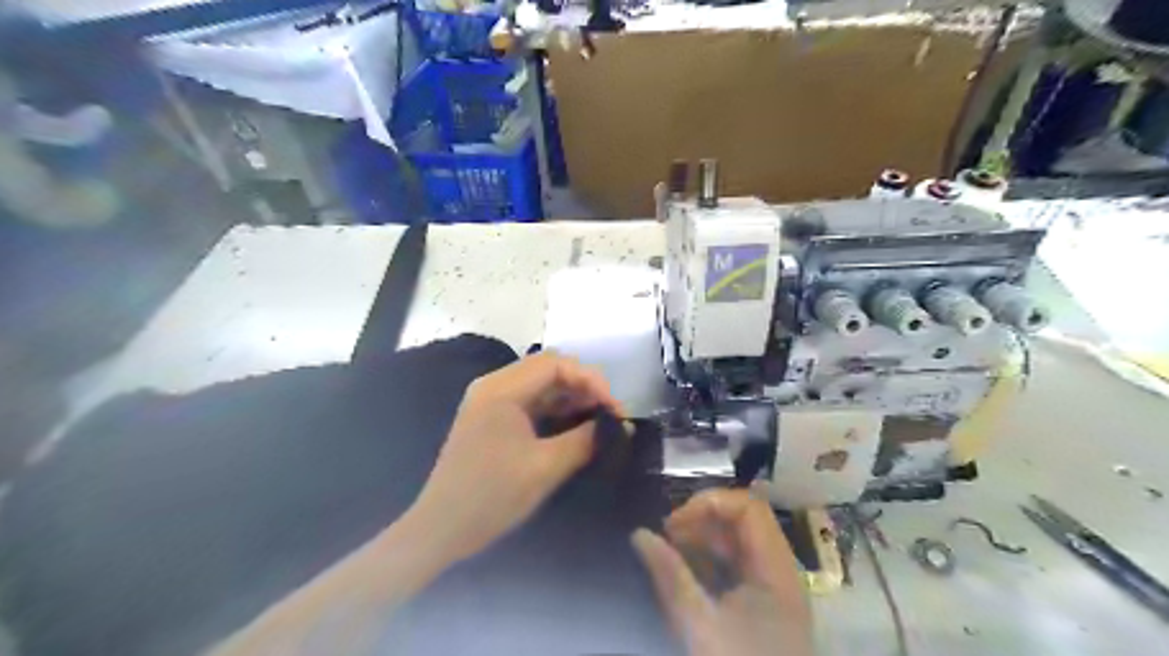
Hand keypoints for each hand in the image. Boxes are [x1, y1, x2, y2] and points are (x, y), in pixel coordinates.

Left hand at [404, 354, 619, 563]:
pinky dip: (556, 411)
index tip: (615, 408)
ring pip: (541, 386)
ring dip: (572, 398)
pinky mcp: (493, 419)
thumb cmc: (492, 495)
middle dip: (584, 387)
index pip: (555, 364)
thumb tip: (618, 426)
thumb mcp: (545, 467)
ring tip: (600, 420)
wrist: (441, 529)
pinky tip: (576, 427)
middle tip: (611, 414)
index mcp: (501, 389)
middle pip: (548, 369)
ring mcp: (491, 402)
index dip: (590, 379)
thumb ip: (585, 440)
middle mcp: (494, 386)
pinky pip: (531, 403)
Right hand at [630, 490, 814, 653]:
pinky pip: (737, 567)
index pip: (748, 507)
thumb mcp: (699, 625)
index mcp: (775, 570)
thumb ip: (670, 576)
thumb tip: (639, 534)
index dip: (709, 504)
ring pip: (738, 544)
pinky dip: (709, 563)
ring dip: (702, 542)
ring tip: (670, 557)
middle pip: (744, 522)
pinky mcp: (764, 606)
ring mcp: (773, 589)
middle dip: (701, 522)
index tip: (673, 525)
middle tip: (665, 539)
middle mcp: (779, 572)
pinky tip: (686, 576)